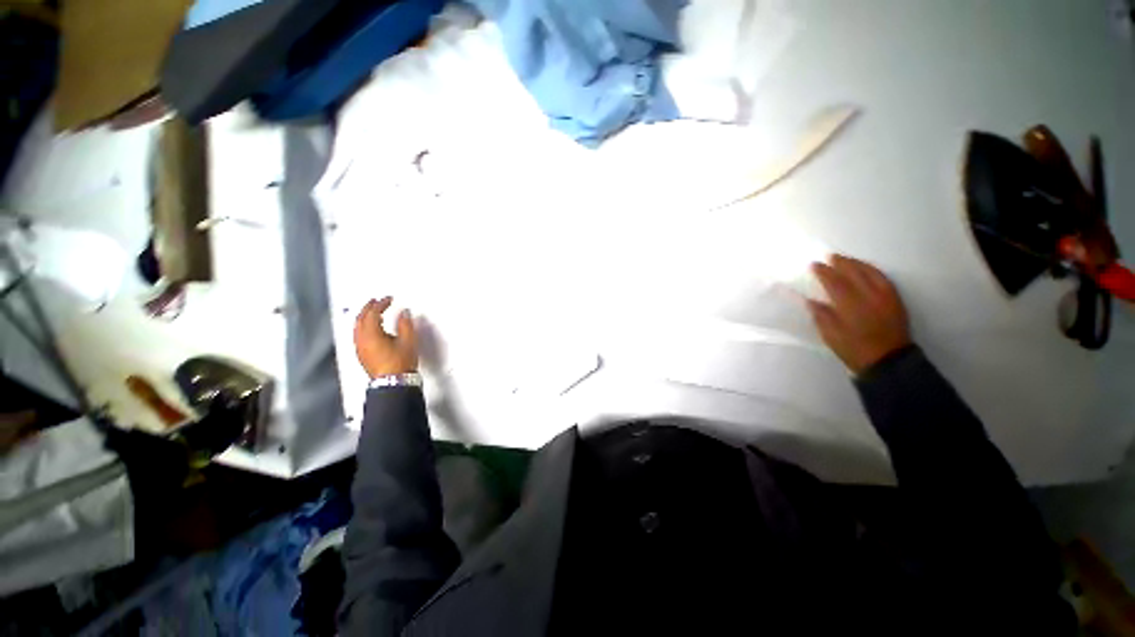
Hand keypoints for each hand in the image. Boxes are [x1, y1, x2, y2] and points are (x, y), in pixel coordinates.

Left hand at [354, 297, 418, 378]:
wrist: (393, 383)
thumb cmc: (400, 362)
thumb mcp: (408, 341)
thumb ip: (406, 324)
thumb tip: (404, 312)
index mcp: (371, 334)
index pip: (373, 313)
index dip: (381, 304)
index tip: (389, 299)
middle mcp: (361, 339)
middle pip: (361, 319)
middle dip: (368, 308)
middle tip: (377, 301)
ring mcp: (359, 348)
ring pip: (357, 327)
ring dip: (365, 317)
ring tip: (374, 312)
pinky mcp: (362, 354)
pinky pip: (358, 334)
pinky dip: (363, 326)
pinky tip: (371, 328)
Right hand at [806, 255, 910, 374]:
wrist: (888, 361)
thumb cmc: (854, 349)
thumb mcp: (831, 336)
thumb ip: (822, 316)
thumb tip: (811, 301)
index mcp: (851, 306)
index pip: (835, 282)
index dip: (824, 272)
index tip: (814, 265)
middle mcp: (869, 296)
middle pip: (854, 273)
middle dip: (841, 263)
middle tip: (830, 257)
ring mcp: (885, 297)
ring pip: (871, 273)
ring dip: (857, 264)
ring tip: (846, 259)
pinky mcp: (895, 300)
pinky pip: (884, 279)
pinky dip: (873, 270)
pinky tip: (867, 269)